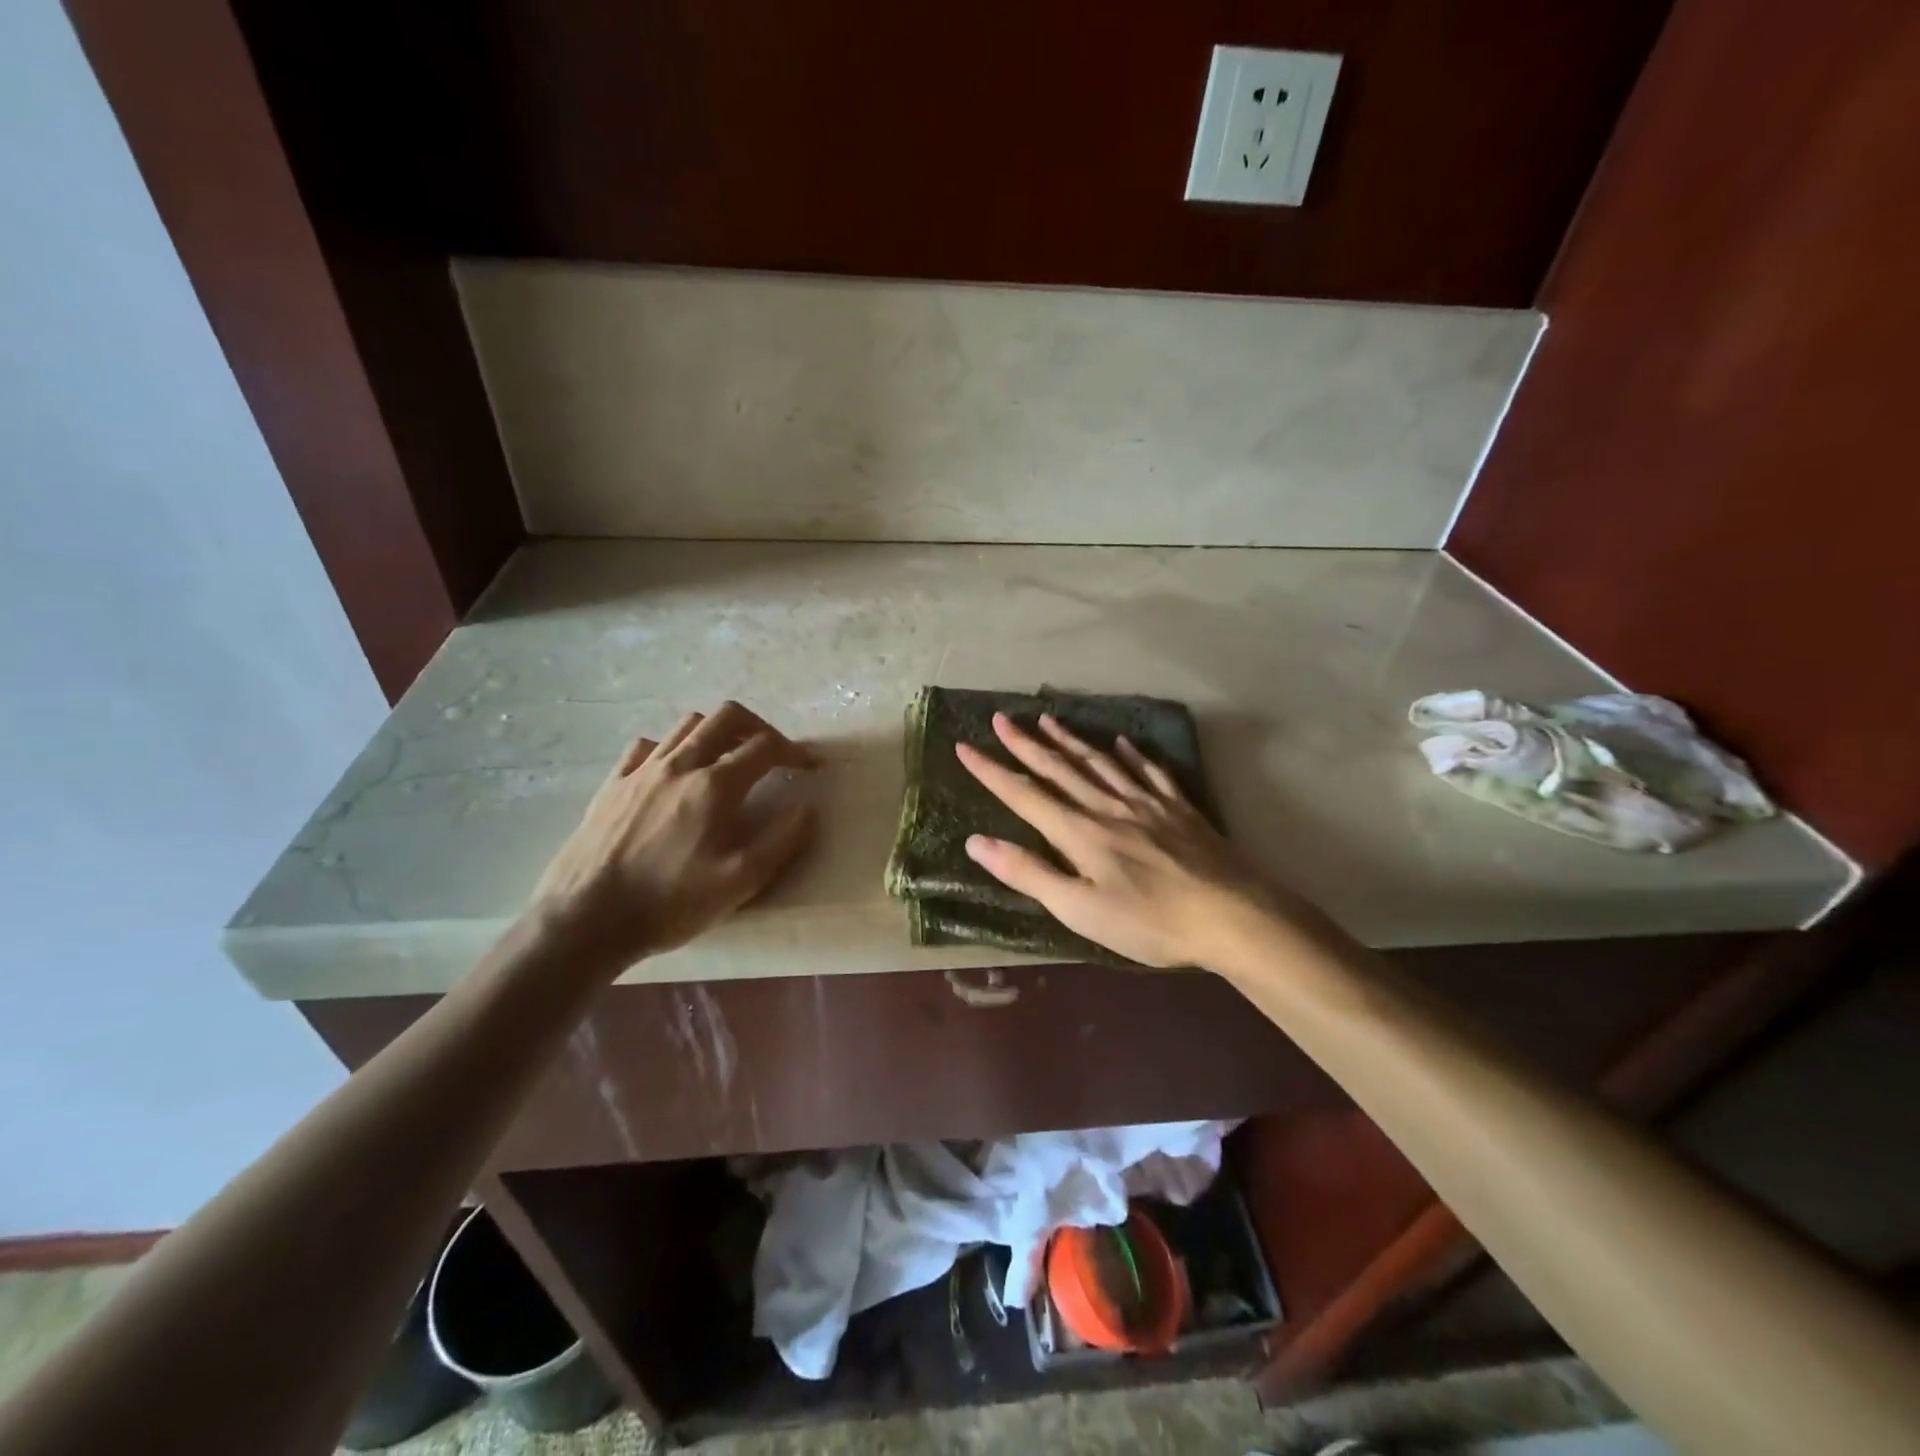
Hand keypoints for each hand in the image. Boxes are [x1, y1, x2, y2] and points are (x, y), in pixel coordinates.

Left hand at [529, 702, 815, 967]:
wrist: (585, 919)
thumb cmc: (669, 903)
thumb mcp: (739, 883)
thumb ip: (781, 841)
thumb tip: (807, 808)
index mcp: (715, 786)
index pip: (765, 746)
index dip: (794, 751)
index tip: (808, 767)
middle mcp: (680, 765)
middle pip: (727, 717)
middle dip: (758, 726)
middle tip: (771, 752)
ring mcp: (641, 771)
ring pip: (687, 725)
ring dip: (716, 732)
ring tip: (727, 758)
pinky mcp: (612, 784)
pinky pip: (646, 746)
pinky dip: (670, 748)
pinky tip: (673, 773)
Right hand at [955, 712, 1279, 968]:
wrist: (1232, 915)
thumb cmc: (1149, 922)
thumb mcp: (1079, 909)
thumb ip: (1029, 873)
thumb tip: (976, 843)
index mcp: (1079, 833)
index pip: (1025, 795)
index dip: (992, 771)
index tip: (964, 746)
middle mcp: (1107, 807)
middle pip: (1059, 769)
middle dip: (1026, 744)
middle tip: (1001, 718)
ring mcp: (1146, 803)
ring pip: (1099, 762)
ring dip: (1070, 740)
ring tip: (1048, 719)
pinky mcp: (1179, 809)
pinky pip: (1149, 772)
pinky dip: (1131, 755)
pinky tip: (1122, 742)